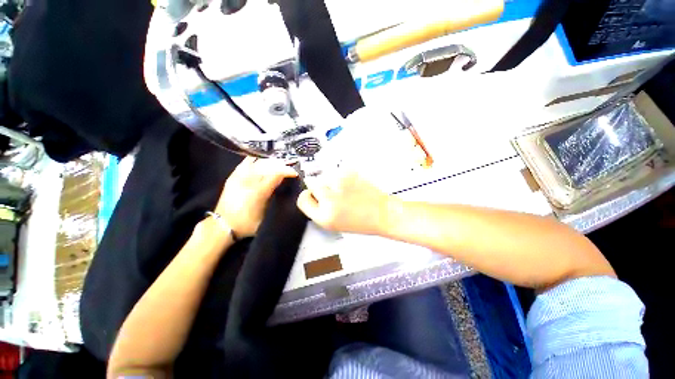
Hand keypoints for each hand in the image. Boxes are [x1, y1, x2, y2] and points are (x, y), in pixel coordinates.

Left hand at [214, 157, 297, 237]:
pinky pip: (246, 162)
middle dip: (281, 164)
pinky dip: (257, 160)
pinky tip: (262, 160)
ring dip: (271, 162)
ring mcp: (239, 177)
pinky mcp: (233, 176)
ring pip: (258, 162)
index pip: (276, 174)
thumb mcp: (266, 213)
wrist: (223, 226)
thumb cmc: (247, 223)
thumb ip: (274, 197)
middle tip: (289, 167)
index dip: (287, 171)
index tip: (295, 172)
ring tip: (279, 164)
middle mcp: (248, 181)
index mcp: (258, 191)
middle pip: (268, 165)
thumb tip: (282, 184)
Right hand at [296, 172, 393, 234]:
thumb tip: (312, 196)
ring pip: (326, 176)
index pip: (303, 200)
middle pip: (312, 184)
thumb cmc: (363, 221)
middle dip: (320, 187)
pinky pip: (339, 172)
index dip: (307, 196)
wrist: (382, 213)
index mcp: (324, 217)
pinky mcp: (348, 174)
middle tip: (333, 192)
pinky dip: (344, 177)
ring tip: (347, 190)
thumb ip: (321, 211)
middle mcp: (329, 200)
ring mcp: (339, 185)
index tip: (311, 194)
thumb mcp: (335, 225)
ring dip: (333, 181)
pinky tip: (353, 186)